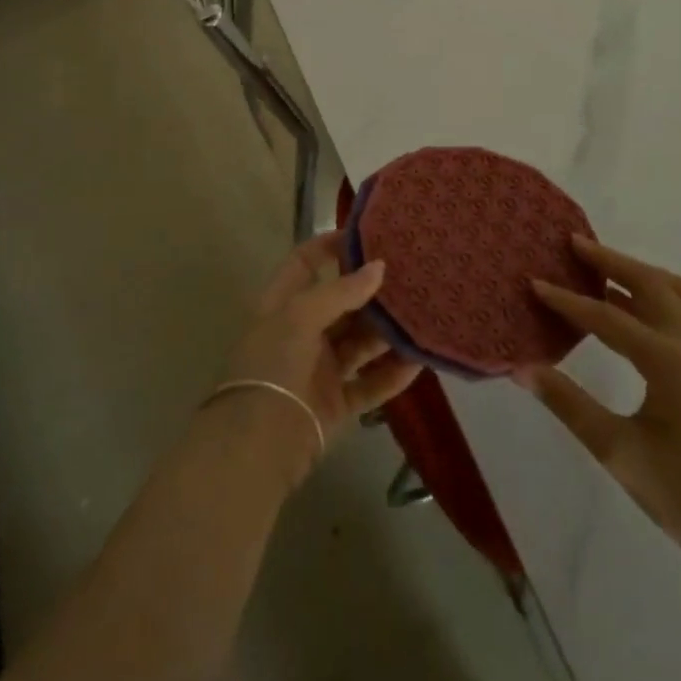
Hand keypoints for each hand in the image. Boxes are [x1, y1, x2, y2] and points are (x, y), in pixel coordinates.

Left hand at [216, 231, 421, 485]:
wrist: (258, 444)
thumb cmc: (273, 364)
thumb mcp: (300, 315)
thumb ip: (341, 291)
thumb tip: (379, 267)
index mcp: (283, 305)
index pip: (305, 263)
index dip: (330, 246)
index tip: (367, 236)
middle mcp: (302, 332)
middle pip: (341, 304)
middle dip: (371, 292)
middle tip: (409, 275)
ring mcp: (319, 369)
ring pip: (360, 343)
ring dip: (387, 332)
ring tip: (421, 315)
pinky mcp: (336, 403)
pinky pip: (370, 383)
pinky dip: (392, 374)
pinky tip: (418, 362)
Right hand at [519, 235, 680, 577]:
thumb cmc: (680, 492)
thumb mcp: (616, 449)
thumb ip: (567, 403)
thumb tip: (522, 369)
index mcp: (667, 360)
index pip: (608, 316)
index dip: (567, 300)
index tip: (534, 283)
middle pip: (649, 283)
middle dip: (610, 260)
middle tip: (574, 244)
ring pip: (673, 290)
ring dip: (638, 272)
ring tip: (602, 267)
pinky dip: (655, 292)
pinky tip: (631, 306)